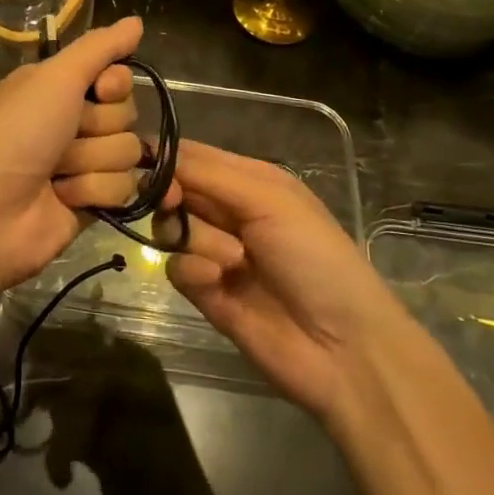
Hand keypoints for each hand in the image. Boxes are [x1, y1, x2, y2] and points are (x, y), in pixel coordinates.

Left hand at [0, 16, 150, 290]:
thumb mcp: (55, 77)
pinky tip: (65, 198)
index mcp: (61, 87)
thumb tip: (137, 20)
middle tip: (62, 138)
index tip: (100, 91)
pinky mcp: (94, 202)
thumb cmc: (18, 133)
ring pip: (129, 153)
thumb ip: (99, 48)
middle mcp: (74, 120)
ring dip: (92, 162)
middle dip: (98, 128)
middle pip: (127, 115)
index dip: (115, 85)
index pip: (119, 77)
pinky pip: (126, 189)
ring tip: (57, 172)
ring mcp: (85, 163)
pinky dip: (94, 192)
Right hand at [164, 141, 390, 426]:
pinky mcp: (204, 291)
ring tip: (234, 261)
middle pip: (172, 189)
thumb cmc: (316, 257)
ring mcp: (214, 252)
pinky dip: (193, 271)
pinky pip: (175, 267)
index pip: (190, 155)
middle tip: (177, 203)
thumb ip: (208, 173)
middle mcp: (227, 210)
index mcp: (247, 180)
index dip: (165, 157)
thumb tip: (150, 146)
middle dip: (172, 196)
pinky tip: (218, 283)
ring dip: (197, 239)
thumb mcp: (269, 199)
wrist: (342, 348)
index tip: (151, 167)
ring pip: (170, 227)